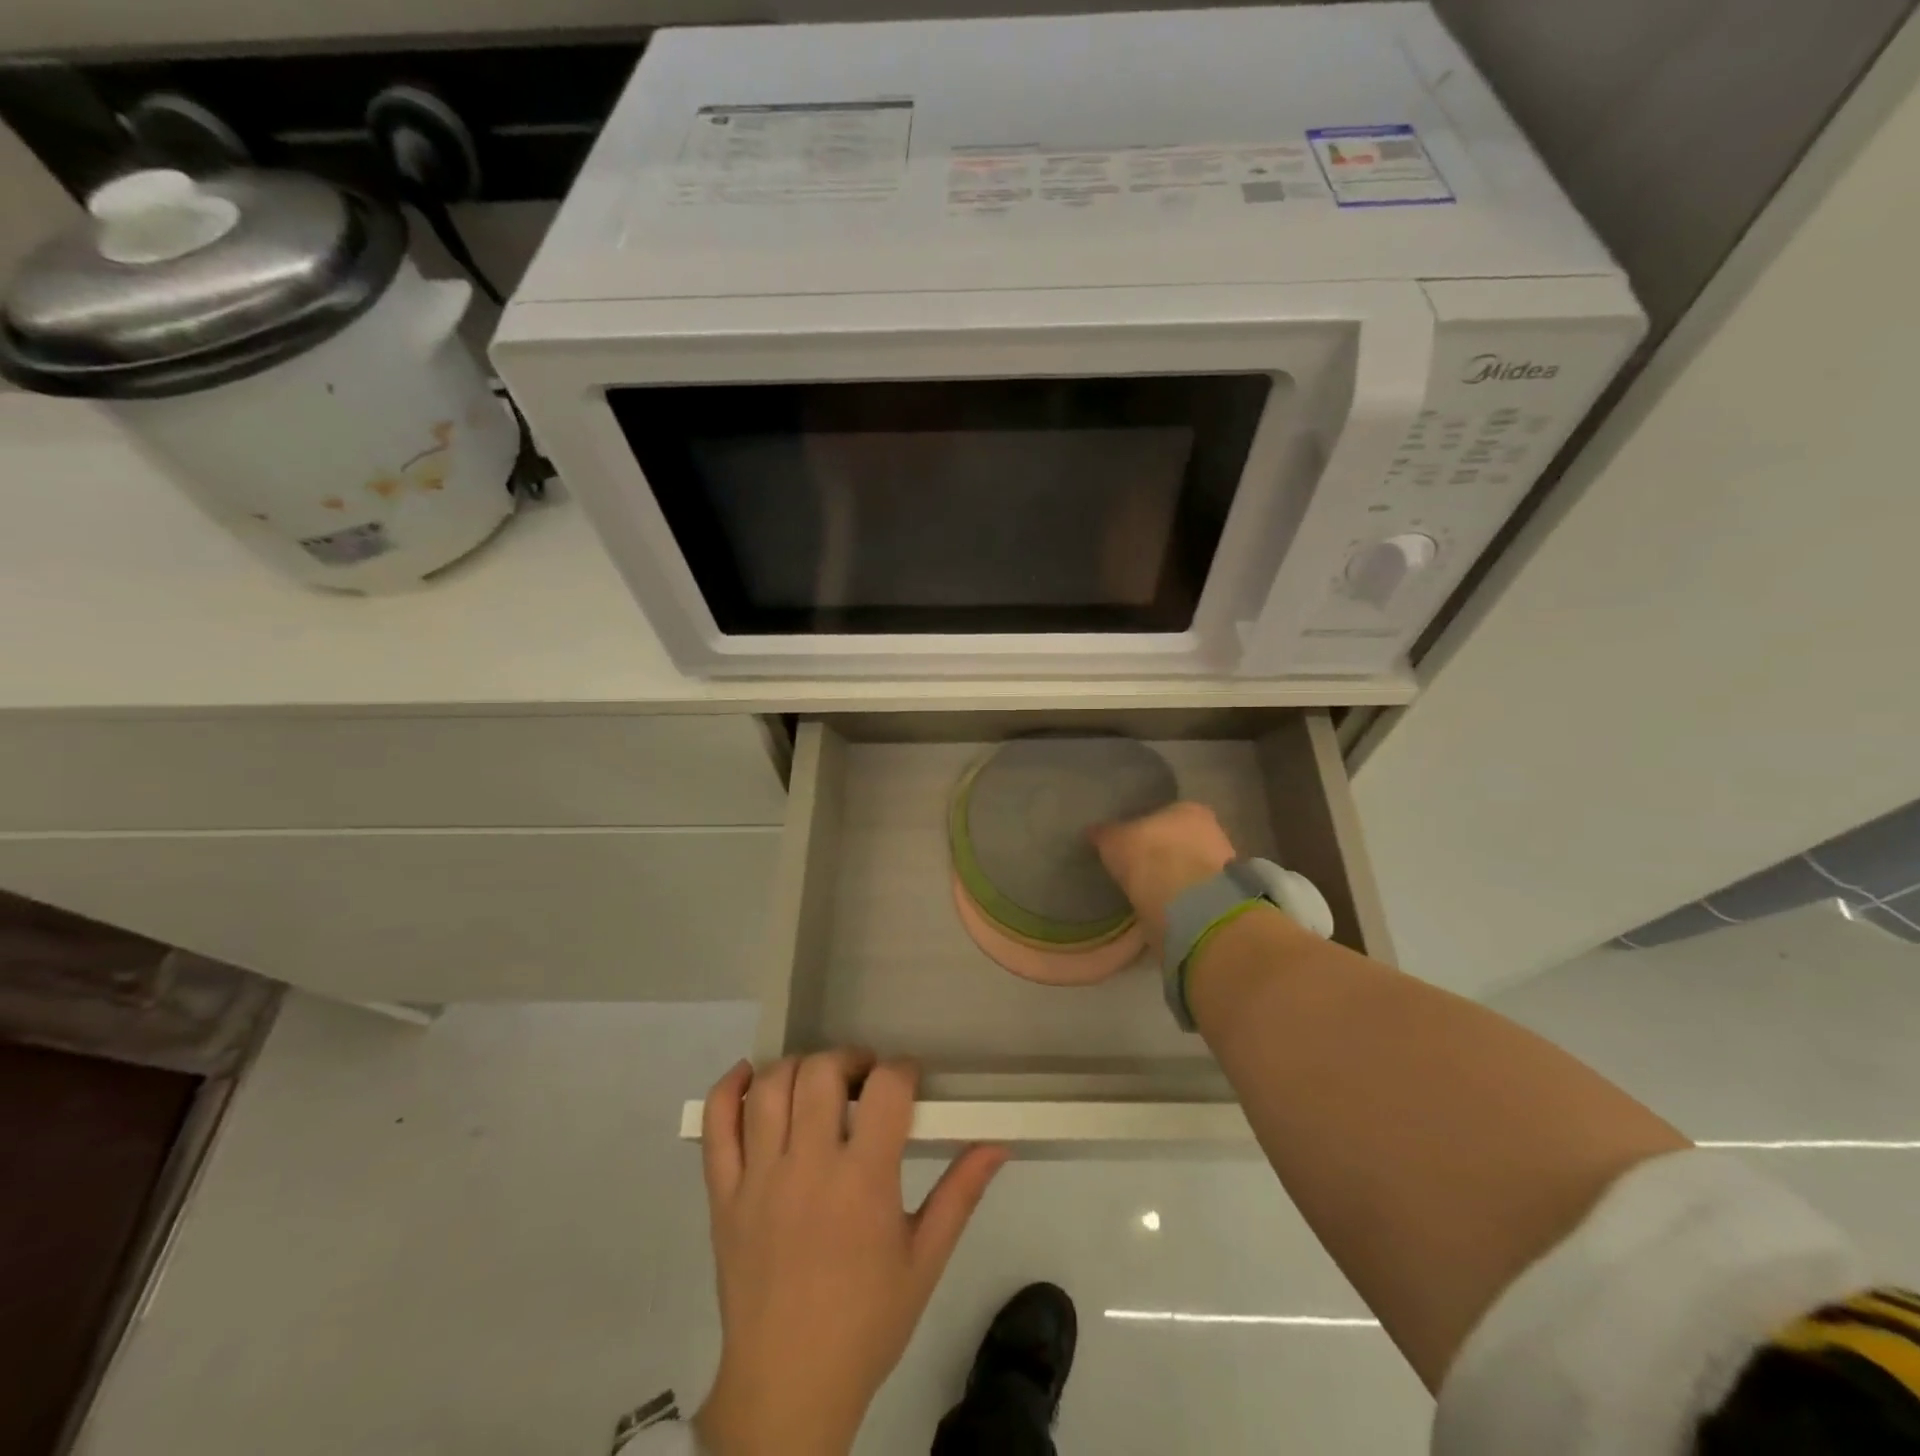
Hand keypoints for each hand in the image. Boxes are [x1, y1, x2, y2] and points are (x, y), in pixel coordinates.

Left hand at [694, 1051, 1008, 1455]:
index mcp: (863, 1183)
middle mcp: (808, 1168)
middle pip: (821, 1072)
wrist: (788, 1388)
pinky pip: (715, 1125)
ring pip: (770, 1087)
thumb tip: (999, 1142)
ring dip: (798, 1068)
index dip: (902, 1071)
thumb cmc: (866, 1323)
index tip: (908, 1081)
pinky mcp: (722, 1195)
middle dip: (849, 1060)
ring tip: (817, 1085)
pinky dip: (728, 1089)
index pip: (885, 1089)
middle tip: (863, 1079)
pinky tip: (751, 1079)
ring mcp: (758, 1179)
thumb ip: (961, 1193)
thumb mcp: (925, 1260)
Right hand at [1088, 801, 1237, 961]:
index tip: (1131, 842)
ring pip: (1190, 866)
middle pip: (1180, 839)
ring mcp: (1221, 865)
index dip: (1146, 828)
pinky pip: (1194, 893)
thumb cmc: (1149, 856)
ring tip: (1149, 891)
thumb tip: (1093, 831)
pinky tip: (1164, 907)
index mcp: (1187, 808)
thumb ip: (1105, 834)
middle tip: (1139, 867)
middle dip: (1163, 852)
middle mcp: (1210, 829)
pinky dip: (1181, 898)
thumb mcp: (1114, 841)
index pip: (1164, 813)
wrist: (1188, 903)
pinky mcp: (1223, 898)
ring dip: (1174, 877)